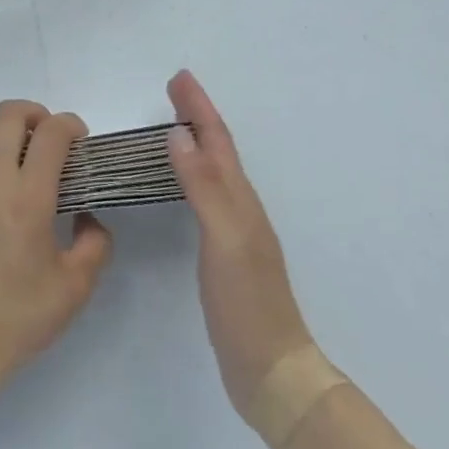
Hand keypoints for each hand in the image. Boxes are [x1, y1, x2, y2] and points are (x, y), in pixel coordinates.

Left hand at [0, 99, 112, 397]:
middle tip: (50, 140)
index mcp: (27, 196)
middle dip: (35, 114)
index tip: (80, 140)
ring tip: (23, 166)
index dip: (70, 125)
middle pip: (8, 114)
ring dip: (7, 135)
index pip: (50, 133)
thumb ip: (94, 244)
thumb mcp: (74, 288)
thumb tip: (88, 219)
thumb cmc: (17, 317)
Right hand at [166, 70, 315, 418]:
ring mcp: (234, 230)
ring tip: (176, 123)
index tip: (179, 77)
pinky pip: (207, 195)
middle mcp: (240, 206)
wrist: (273, 371)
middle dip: (198, 115)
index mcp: (239, 198)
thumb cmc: (247, 302)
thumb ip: (202, 185)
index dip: (199, 107)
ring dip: (197, 140)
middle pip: (218, 148)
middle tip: (175, 88)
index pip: (217, 140)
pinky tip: (185, 182)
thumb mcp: (223, 238)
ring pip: (213, 170)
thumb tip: (179, 133)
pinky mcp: (225, 252)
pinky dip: (193, 173)